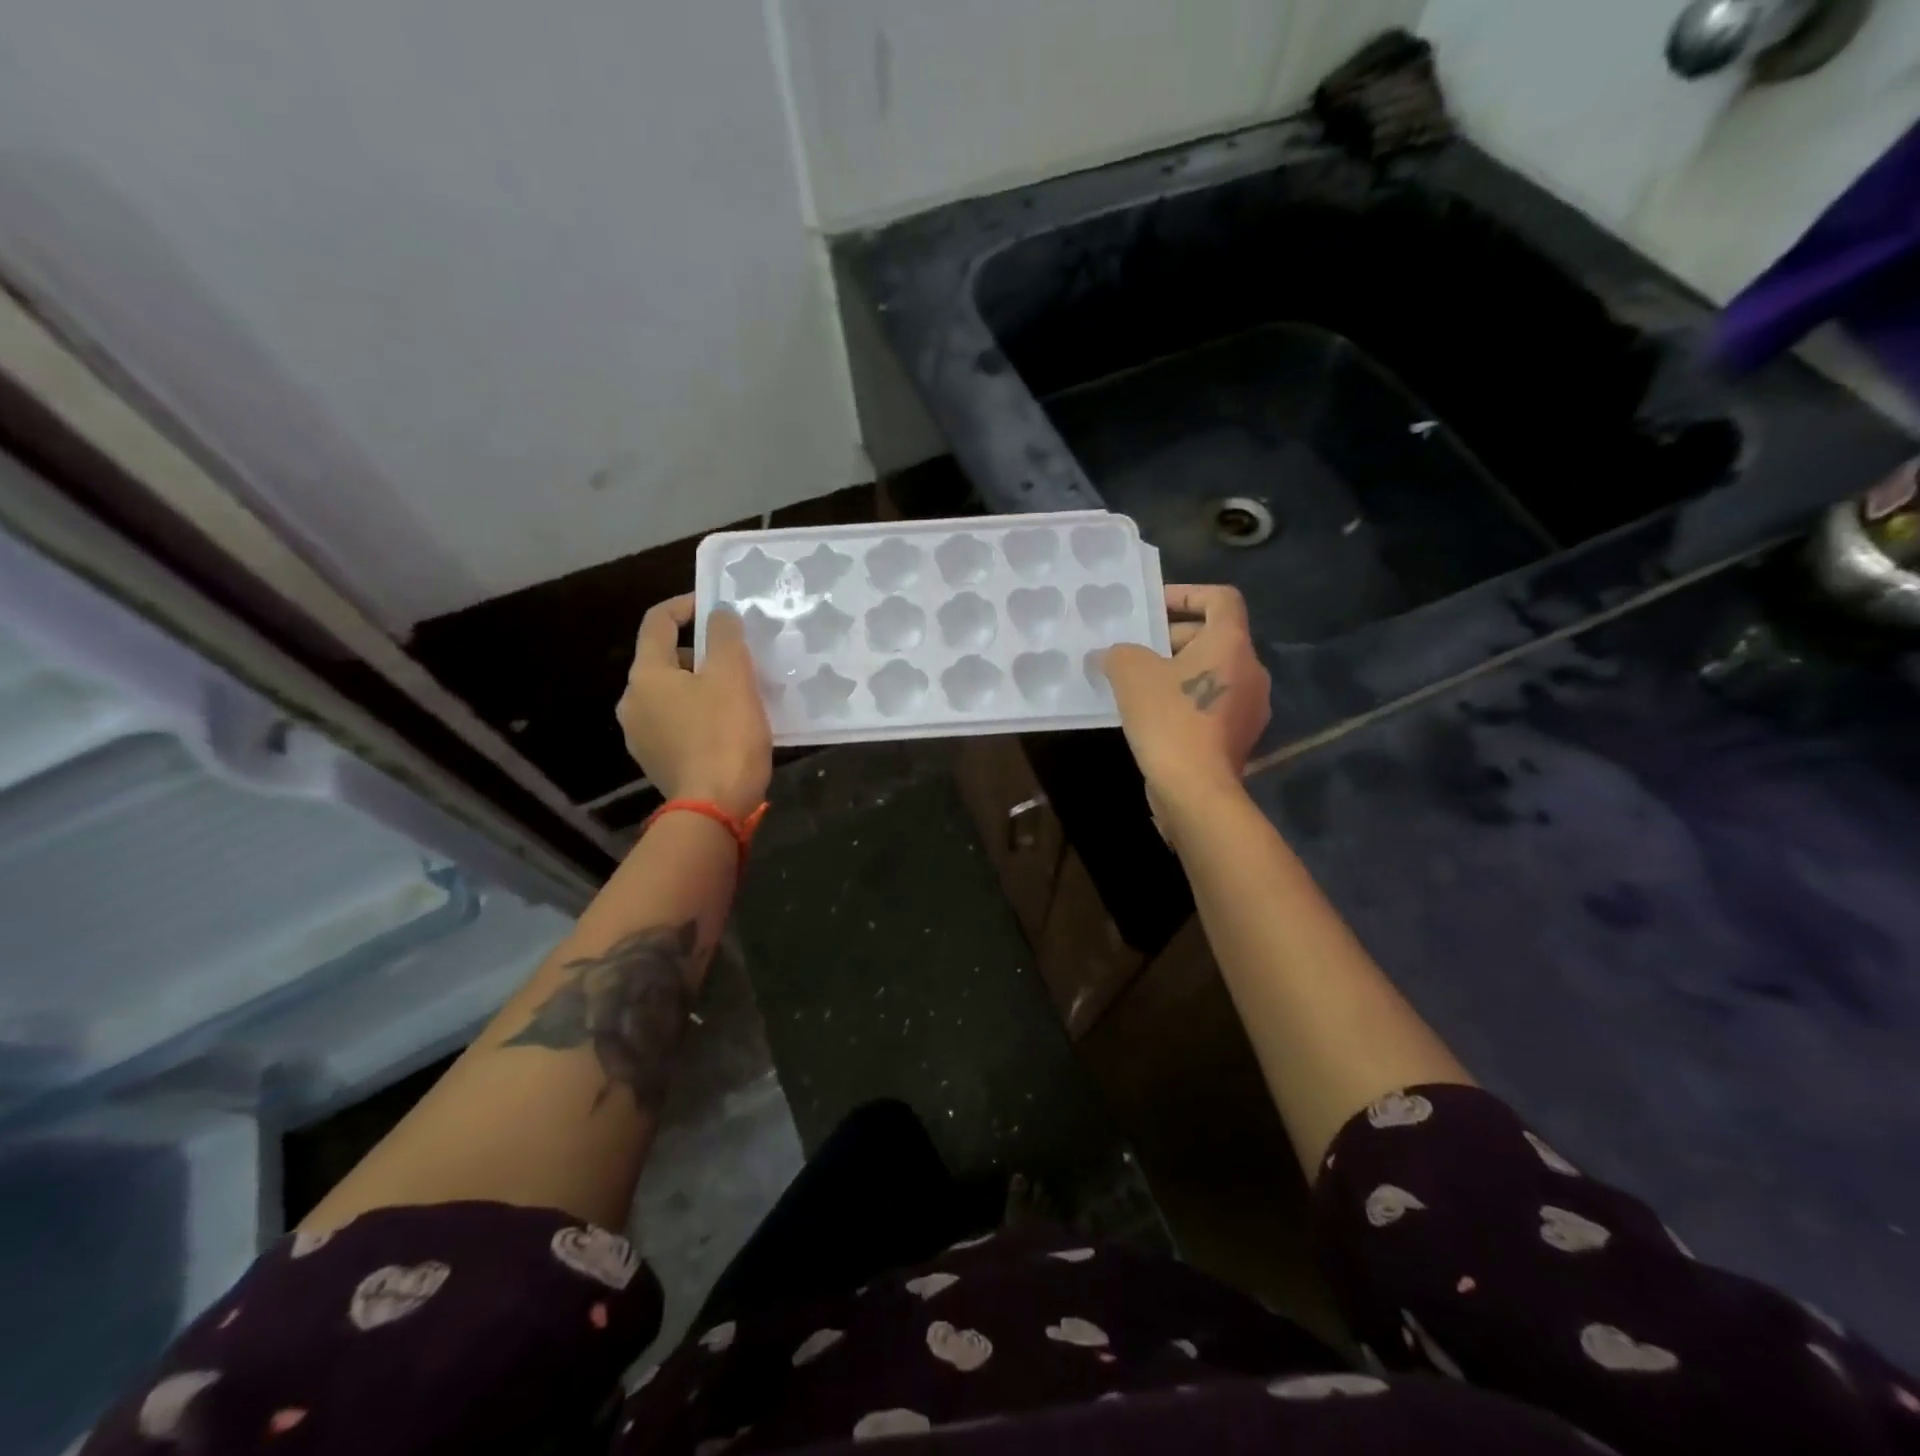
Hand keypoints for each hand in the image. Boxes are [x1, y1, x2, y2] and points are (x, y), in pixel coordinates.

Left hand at [617, 595, 772, 819]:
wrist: (715, 807)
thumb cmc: (725, 734)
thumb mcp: (733, 676)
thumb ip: (725, 636)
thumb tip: (718, 614)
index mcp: (646, 675)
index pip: (658, 622)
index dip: (686, 605)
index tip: (715, 606)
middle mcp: (632, 702)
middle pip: (665, 661)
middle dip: (699, 653)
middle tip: (738, 659)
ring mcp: (640, 736)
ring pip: (671, 694)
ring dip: (700, 686)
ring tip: (738, 694)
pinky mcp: (656, 762)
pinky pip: (676, 724)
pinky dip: (697, 715)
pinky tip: (726, 727)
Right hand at [1101, 584, 1271, 817]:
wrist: (1196, 790)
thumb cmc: (1169, 719)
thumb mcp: (1131, 674)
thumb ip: (1120, 653)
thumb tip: (1114, 655)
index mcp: (1232, 644)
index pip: (1221, 598)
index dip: (1187, 593)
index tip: (1155, 607)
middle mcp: (1251, 670)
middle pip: (1215, 637)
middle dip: (1173, 638)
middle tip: (1137, 651)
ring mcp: (1250, 707)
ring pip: (1212, 673)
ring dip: (1179, 672)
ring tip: (1139, 684)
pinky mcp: (1240, 738)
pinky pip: (1212, 704)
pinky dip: (1187, 700)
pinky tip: (1155, 717)